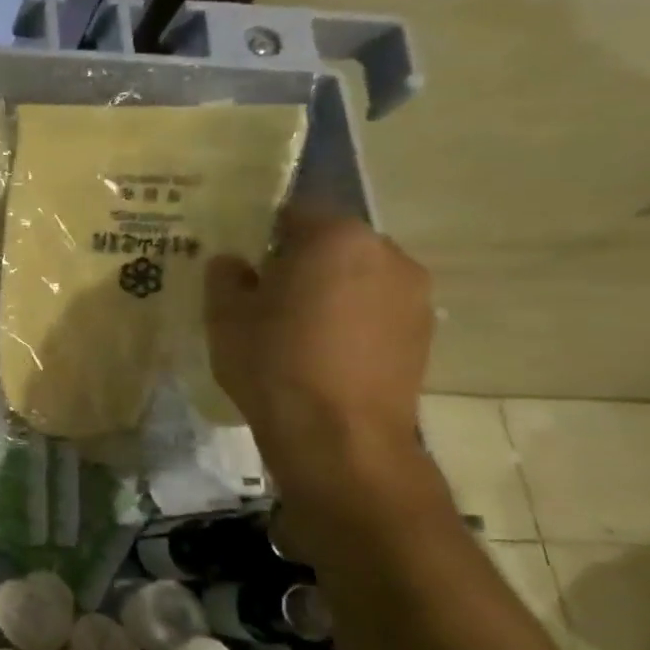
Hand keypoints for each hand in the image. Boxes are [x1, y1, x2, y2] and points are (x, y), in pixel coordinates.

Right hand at [205, 206, 431, 495]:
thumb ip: (225, 275)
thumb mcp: (225, 315)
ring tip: (295, 323)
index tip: (241, 257)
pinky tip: (324, 349)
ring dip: (329, 288)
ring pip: (358, 275)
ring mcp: (414, 294)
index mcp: (335, 237)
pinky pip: (377, 308)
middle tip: (264, 290)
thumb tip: (234, 262)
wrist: (339, 437)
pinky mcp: (424, 334)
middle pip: (332, 242)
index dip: (262, 231)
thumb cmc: (274, 362)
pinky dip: (352, 317)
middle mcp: (386, 253)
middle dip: (300, 259)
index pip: (294, 212)